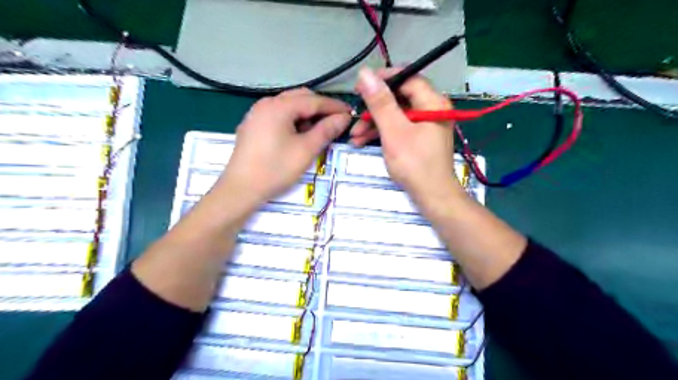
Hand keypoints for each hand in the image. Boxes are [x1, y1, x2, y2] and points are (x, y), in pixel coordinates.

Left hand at [217, 88, 352, 208]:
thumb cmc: (275, 169)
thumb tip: (344, 117)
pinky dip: (293, 120)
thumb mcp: (306, 150)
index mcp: (279, 106)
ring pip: (289, 106)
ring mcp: (257, 114)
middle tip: (336, 122)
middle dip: (320, 108)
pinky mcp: (253, 125)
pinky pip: (278, 115)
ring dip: (307, 114)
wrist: (241, 189)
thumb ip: (326, 130)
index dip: (334, 106)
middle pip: (300, 98)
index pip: (313, 100)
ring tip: (319, 130)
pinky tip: (299, 134)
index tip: (351, 113)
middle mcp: (266, 103)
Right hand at [350, 68, 466, 201]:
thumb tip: (365, 74)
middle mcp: (432, 109)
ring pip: (396, 114)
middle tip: (355, 114)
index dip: (383, 79)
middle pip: (400, 98)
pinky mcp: (420, 138)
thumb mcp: (394, 132)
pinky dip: (383, 132)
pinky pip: (399, 127)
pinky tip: (363, 141)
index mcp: (433, 102)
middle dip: (374, 108)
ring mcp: (426, 124)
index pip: (407, 78)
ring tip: (354, 135)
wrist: (432, 196)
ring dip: (374, 123)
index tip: (361, 86)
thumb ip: (380, 103)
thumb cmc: (415, 164)